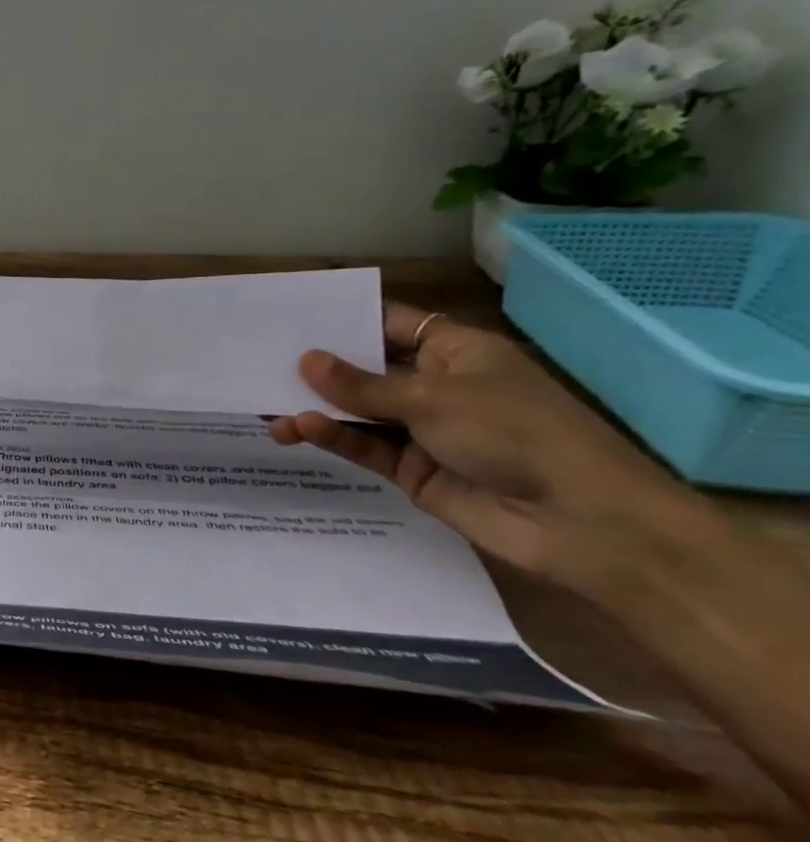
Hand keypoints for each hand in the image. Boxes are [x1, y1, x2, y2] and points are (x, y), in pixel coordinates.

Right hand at [269, 302, 706, 592]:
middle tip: (261, 364)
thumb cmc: (515, 433)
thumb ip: (362, 386)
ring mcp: (424, 430)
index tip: (291, 320)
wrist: (580, 521)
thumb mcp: (432, 399)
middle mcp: (437, 385)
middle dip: (318, 370)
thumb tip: (306, 361)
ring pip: (357, 413)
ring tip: (270, 410)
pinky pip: (365, 447)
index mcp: (456, 352)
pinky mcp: (412, 470)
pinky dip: (335, 437)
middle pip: (366, 370)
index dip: (343, 320)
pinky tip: (302, 429)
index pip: (389, 325)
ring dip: (317, 410)